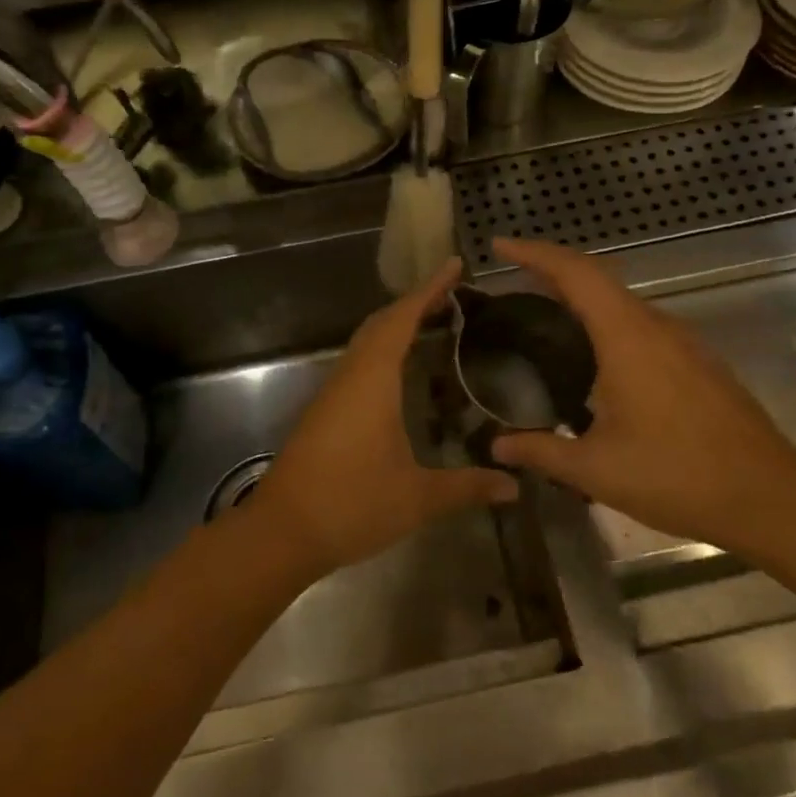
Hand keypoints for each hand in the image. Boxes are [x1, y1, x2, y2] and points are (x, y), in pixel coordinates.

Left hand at [250, 260, 518, 575]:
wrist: (282, 531)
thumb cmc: (351, 504)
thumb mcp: (417, 498)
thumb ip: (467, 487)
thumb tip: (514, 486)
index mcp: (373, 380)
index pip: (402, 319)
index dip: (429, 290)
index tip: (453, 265)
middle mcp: (351, 375)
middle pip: (382, 322)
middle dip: (415, 302)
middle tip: (452, 293)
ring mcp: (333, 392)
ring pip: (366, 341)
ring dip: (397, 324)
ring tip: (433, 322)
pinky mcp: (324, 410)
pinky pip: (358, 362)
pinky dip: (383, 349)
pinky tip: (401, 371)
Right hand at [488, 238, 795, 552]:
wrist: (770, 498)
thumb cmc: (678, 476)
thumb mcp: (597, 470)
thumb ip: (541, 451)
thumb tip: (496, 446)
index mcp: (627, 336)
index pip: (576, 273)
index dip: (535, 253)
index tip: (500, 247)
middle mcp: (656, 326)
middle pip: (598, 279)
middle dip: (553, 270)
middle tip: (513, 279)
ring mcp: (684, 343)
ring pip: (623, 302)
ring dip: (583, 296)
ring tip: (547, 313)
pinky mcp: (699, 362)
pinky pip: (642, 324)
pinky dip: (608, 321)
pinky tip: (596, 356)